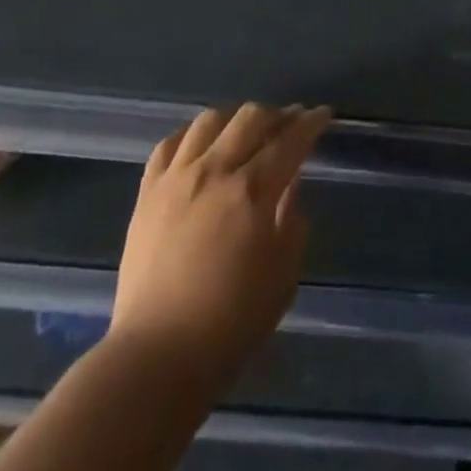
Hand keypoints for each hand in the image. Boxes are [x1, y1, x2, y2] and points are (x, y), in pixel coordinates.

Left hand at [109, 103, 331, 389]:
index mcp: (253, 191)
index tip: (323, 114)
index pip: (290, 140)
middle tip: (290, 123)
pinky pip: (170, 144)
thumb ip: (292, 221)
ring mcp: (176, 178)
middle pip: (251, 117)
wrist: (156, 357)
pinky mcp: (147, 192)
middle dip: (277, 114)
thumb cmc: (231, 324)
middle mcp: (215, 171)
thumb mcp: (283, 276)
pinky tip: (201, 145)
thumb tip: (290, 184)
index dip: (311, 122)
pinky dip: (191, 136)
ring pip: (209, 120)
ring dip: (235, 118)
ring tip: (244, 131)